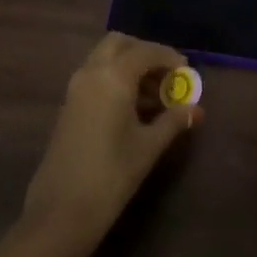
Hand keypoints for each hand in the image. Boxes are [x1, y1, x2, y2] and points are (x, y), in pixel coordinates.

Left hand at [22, 33, 200, 250]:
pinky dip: (116, 80)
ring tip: (157, 97)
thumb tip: (196, 108)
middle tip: (168, 76)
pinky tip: (134, 109)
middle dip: (145, 54)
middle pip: (120, 44)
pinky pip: (95, 77)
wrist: (61, 212)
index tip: (188, 72)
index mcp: (112, 77)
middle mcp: (91, 73)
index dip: (169, 58)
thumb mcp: (148, 147)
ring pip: (105, 59)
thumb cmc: (111, 176)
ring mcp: (75, 88)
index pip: (145, 52)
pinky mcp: (69, 105)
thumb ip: (174, 121)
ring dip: (130, 67)